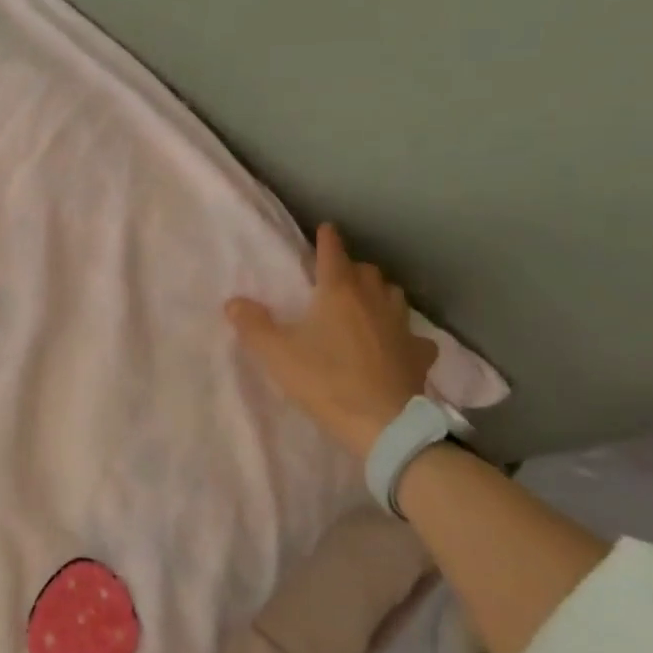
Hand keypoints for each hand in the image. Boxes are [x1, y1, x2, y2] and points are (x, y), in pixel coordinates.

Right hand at [226, 223, 438, 457]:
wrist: (382, 424)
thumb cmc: (325, 381)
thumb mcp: (277, 354)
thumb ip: (252, 325)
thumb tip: (233, 302)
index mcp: (338, 292)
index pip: (333, 253)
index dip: (327, 240)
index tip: (325, 228)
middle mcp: (374, 300)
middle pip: (367, 271)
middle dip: (352, 268)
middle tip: (337, 277)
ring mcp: (402, 326)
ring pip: (393, 295)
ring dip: (379, 293)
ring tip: (367, 303)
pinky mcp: (419, 354)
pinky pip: (414, 335)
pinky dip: (404, 334)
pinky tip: (398, 344)